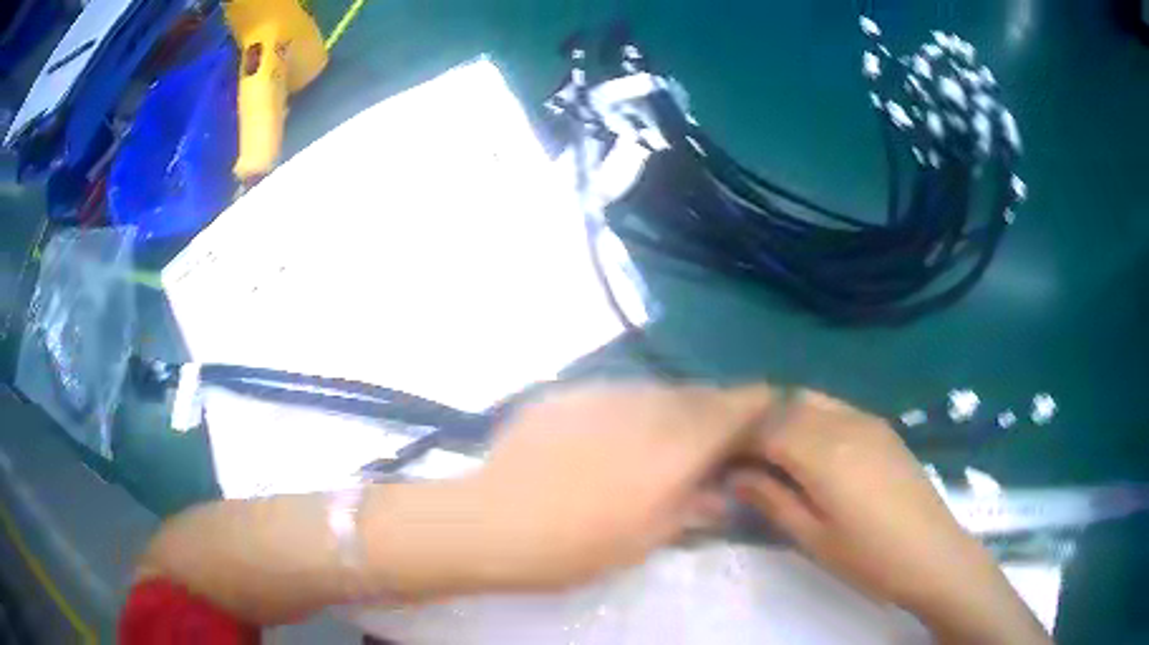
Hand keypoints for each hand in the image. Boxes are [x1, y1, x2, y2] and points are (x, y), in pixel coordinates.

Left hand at [457, 382, 773, 590]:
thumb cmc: (578, 545)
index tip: (768, 409)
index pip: (736, 407)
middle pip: (698, 395)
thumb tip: (722, 493)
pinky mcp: (567, 392)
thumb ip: (692, 509)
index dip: (757, 404)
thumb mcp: (646, 540)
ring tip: (657, 441)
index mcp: (677, 444)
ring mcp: (602, 392)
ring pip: (655, 392)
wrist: (492, 521)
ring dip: (670, 410)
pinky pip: (613, 394)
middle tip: (711, 439)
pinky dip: (627, 411)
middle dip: (714, 411)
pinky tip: (606, 440)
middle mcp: (647, 405)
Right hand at [730, 392, 1048, 643]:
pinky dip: (812, 419)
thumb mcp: (812, 537)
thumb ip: (771, 499)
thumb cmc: (868, 556)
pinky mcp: (882, 427)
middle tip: (741, 457)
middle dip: (758, 423)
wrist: (932, 553)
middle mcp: (844, 421)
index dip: (738, 440)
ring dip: (785, 418)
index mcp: (824, 451)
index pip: (766, 426)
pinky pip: (836, 408)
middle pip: (788, 404)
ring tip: (772, 453)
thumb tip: (735, 475)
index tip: (720, 461)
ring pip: (812, 400)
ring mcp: (867, 420)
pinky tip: (811, 451)